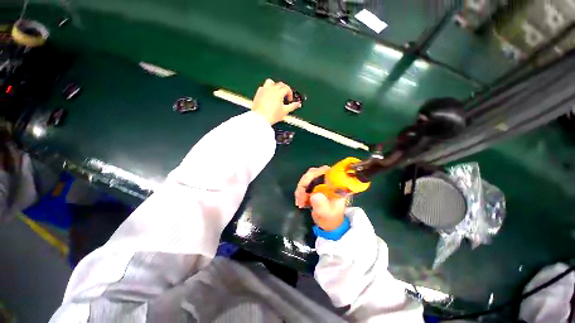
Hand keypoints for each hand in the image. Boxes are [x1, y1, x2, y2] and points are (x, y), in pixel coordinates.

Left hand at [252, 79, 300, 124]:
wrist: (260, 118)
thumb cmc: (272, 115)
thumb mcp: (285, 111)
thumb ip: (292, 106)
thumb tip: (298, 104)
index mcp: (278, 92)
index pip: (287, 88)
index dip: (290, 94)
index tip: (290, 100)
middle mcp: (271, 89)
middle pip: (280, 84)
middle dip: (284, 89)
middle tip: (285, 97)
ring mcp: (264, 90)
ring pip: (270, 82)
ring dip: (275, 86)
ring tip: (276, 94)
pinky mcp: (258, 93)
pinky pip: (263, 87)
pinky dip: (267, 89)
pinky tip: (268, 96)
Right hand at [295, 166, 346, 230]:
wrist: (329, 223)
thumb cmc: (331, 218)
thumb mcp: (327, 214)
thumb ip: (321, 205)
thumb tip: (314, 196)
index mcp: (335, 184)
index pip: (325, 171)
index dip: (313, 176)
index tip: (305, 189)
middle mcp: (328, 179)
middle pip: (313, 173)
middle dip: (304, 185)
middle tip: (300, 198)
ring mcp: (321, 181)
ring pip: (307, 178)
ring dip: (300, 190)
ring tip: (300, 203)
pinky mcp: (314, 185)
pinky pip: (304, 184)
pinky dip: (300, 192)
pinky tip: (300, 202)